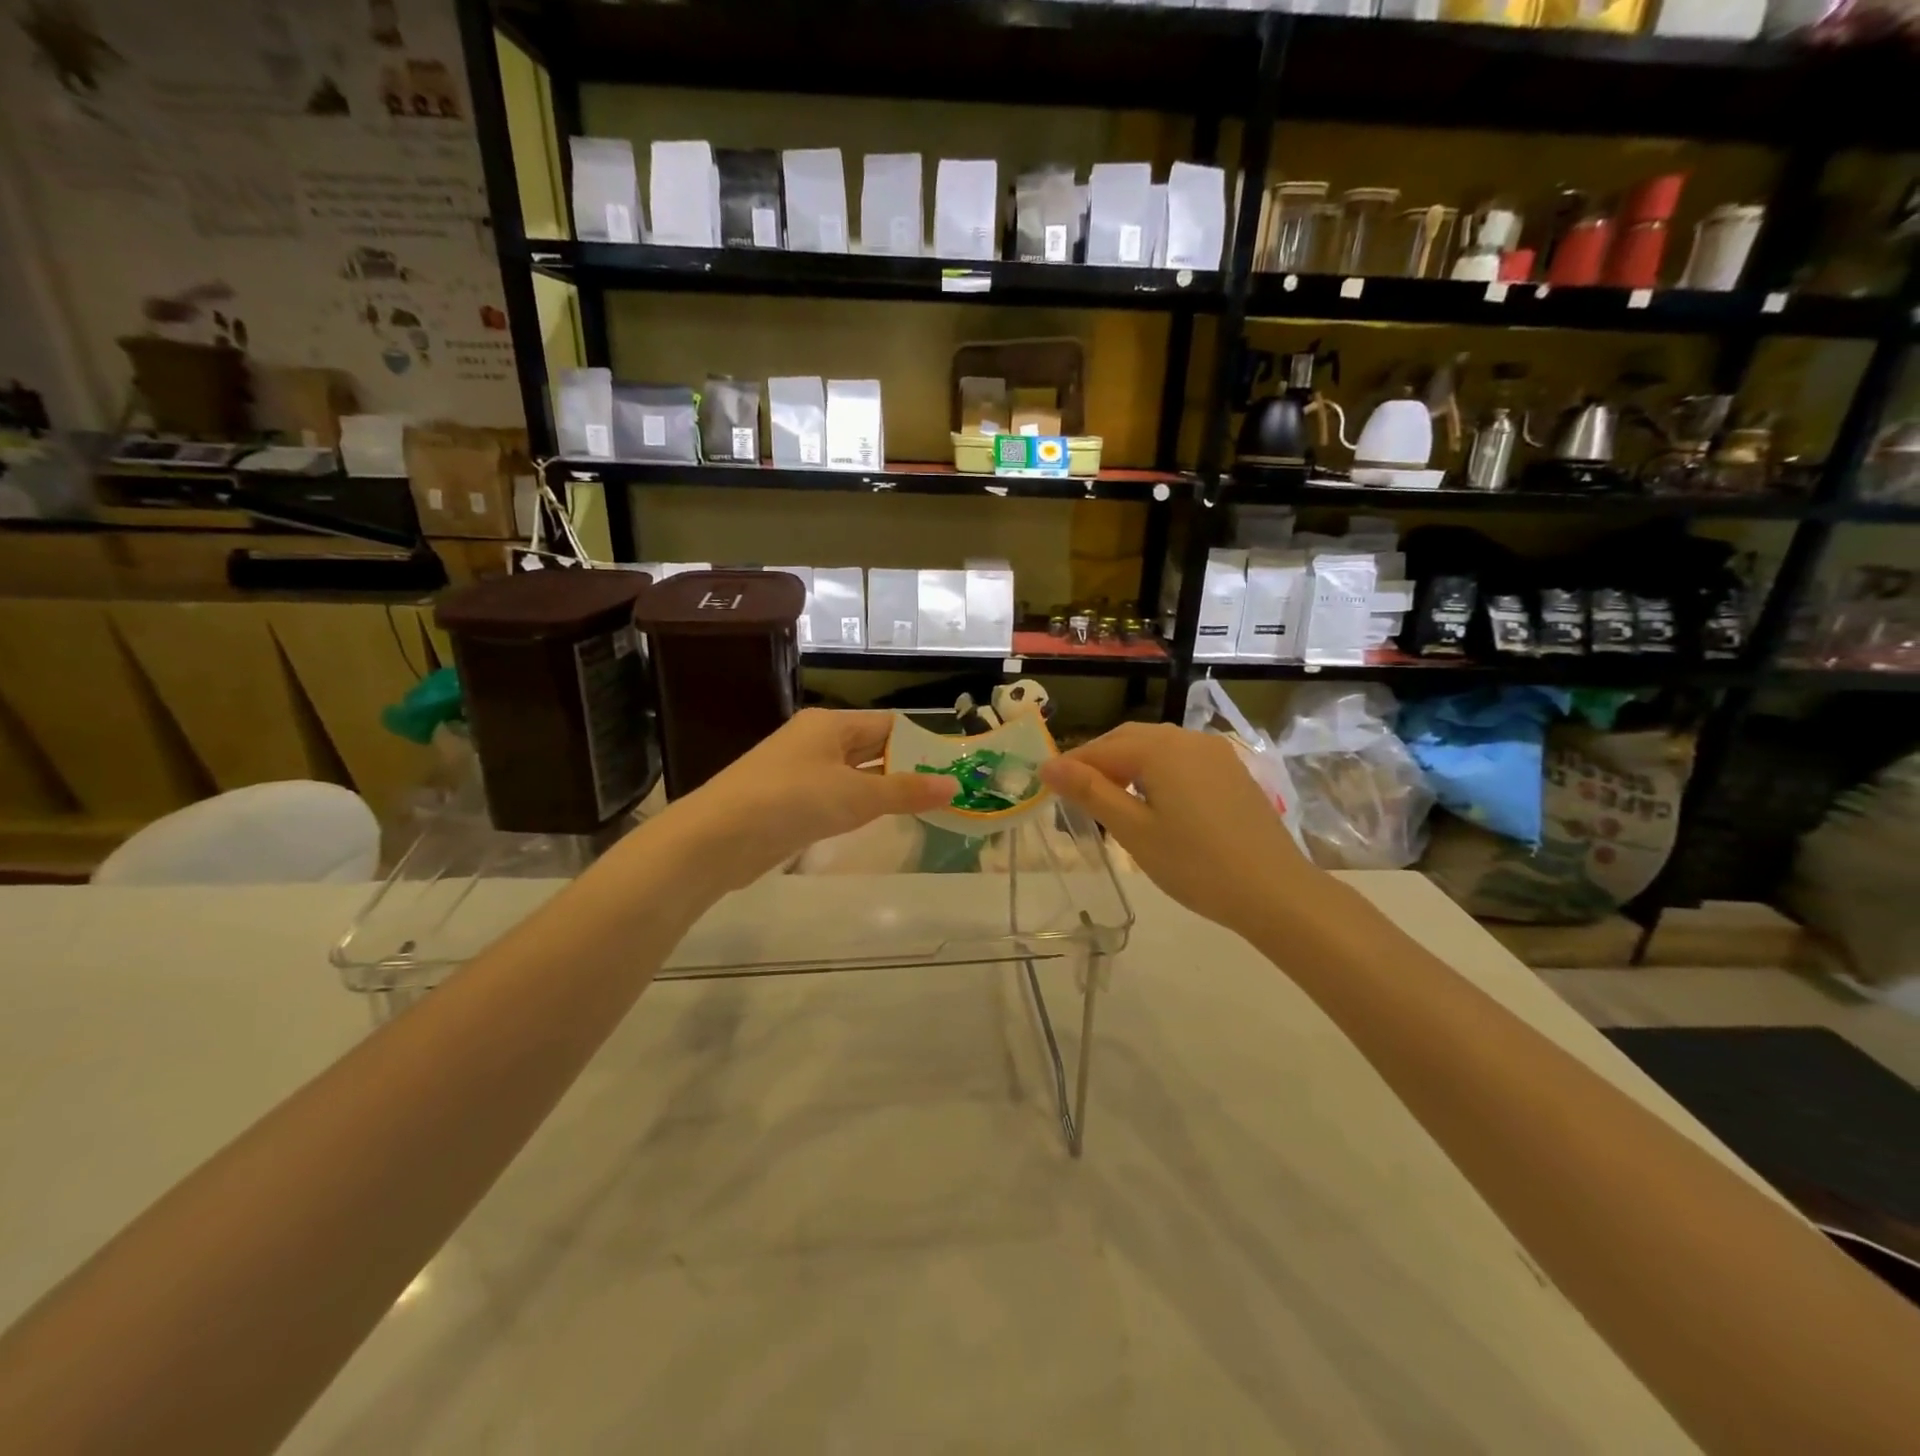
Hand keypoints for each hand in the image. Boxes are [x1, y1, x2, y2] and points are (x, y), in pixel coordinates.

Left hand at [655, 709, 955, 892]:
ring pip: (852, 775)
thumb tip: (954, 785)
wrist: (717, 838)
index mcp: (830, 724)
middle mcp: (815, 740)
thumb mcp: (857, 795)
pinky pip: (832, 797)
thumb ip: (906, 791)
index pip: (888, 725)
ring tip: (923, 808)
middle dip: (905, 768)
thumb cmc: (792, 801)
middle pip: (870, 748)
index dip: (921, 743)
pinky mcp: (786, 802)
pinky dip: (856, 807)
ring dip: (883, 790)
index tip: (952, 766)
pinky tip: (875, 822)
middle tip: (947, 791)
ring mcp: (798, 771)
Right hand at [1040, 722, 1318, 936]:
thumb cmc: (1196, 865)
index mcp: (1160, 749)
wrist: (1275, 891)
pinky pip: (1181, 758)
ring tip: (1109, 799)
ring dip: (1127, 763)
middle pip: (1129, 739)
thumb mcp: (1134, 831)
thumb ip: (1090, 792)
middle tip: (1074, 794)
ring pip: (1157, 746)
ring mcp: (1215, 752)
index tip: (1045, 786)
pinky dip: (1156, 770)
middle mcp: (1187, 738)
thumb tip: (1048, 766)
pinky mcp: (1231, 770)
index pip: (1101, 749)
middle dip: (1097, 760)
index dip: (1070, 766)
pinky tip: (1153, 800)